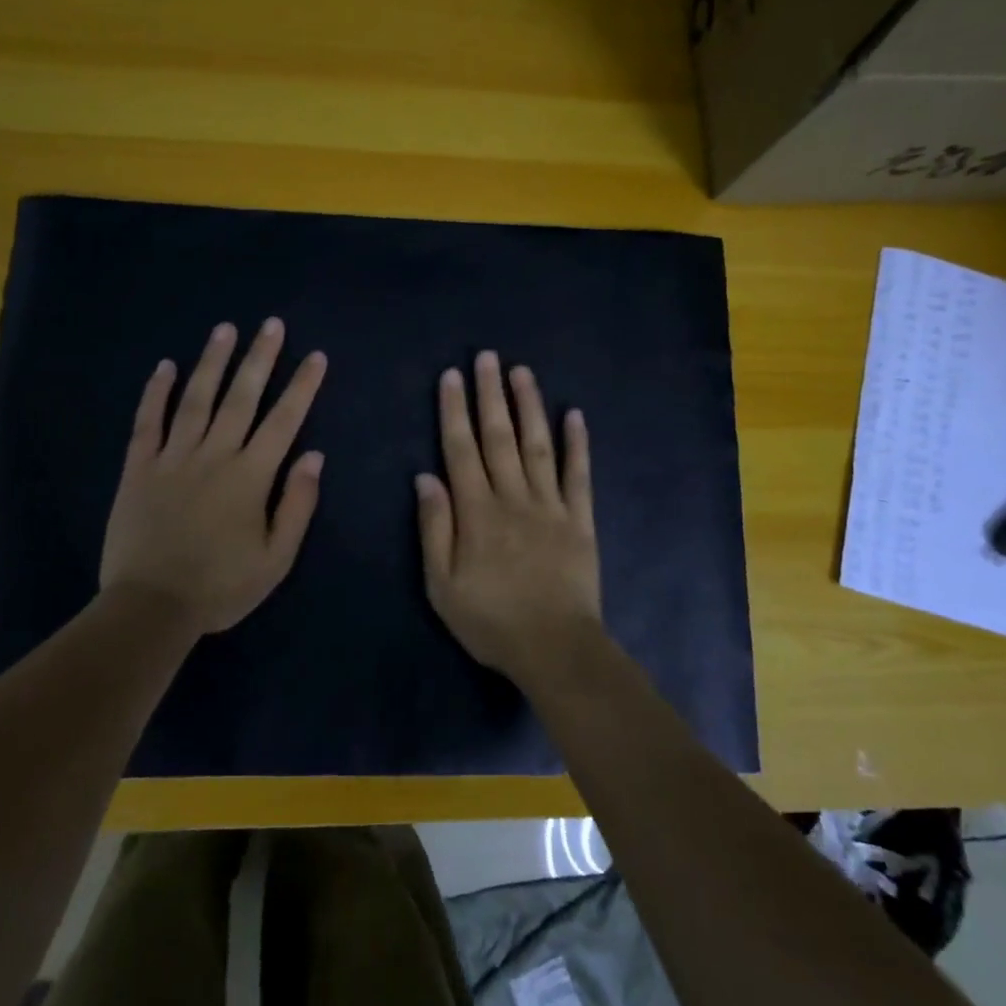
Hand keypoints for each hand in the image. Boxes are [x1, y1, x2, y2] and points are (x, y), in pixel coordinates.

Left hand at [100, 319, 326, 638]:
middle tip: (271, 324)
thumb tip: (314, 456)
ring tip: (224, 329)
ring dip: (212, 362)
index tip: (315, 356)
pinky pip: (147, 423)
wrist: (151, 608)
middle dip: (259, 358)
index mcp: (250, 476)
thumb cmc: (221, 586)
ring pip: (196, 399)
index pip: (283, 421)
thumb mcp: (276, 558)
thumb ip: (297, 504)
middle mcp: (214, 455)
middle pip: (241, 398)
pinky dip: (155, 393)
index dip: (302, 386)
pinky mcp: (139, 469)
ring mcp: (173, 458)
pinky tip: (163, 366)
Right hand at [416, 351, 604, 682]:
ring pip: (538, 445)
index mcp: (477, 512)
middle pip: (499, 437)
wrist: (555, 648)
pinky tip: (575, 414)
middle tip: (488, 357)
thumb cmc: (491, 621)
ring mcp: (551, 506)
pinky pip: (579, 475)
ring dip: (529, 406)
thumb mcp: (442, 585)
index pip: (461, 450)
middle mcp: (514, 497)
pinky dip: (578, 444)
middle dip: (490, 394)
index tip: (452, 376)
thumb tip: (425, 477)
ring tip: (522, 372)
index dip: (455, 411)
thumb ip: (434, 528)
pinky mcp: (580, 519)